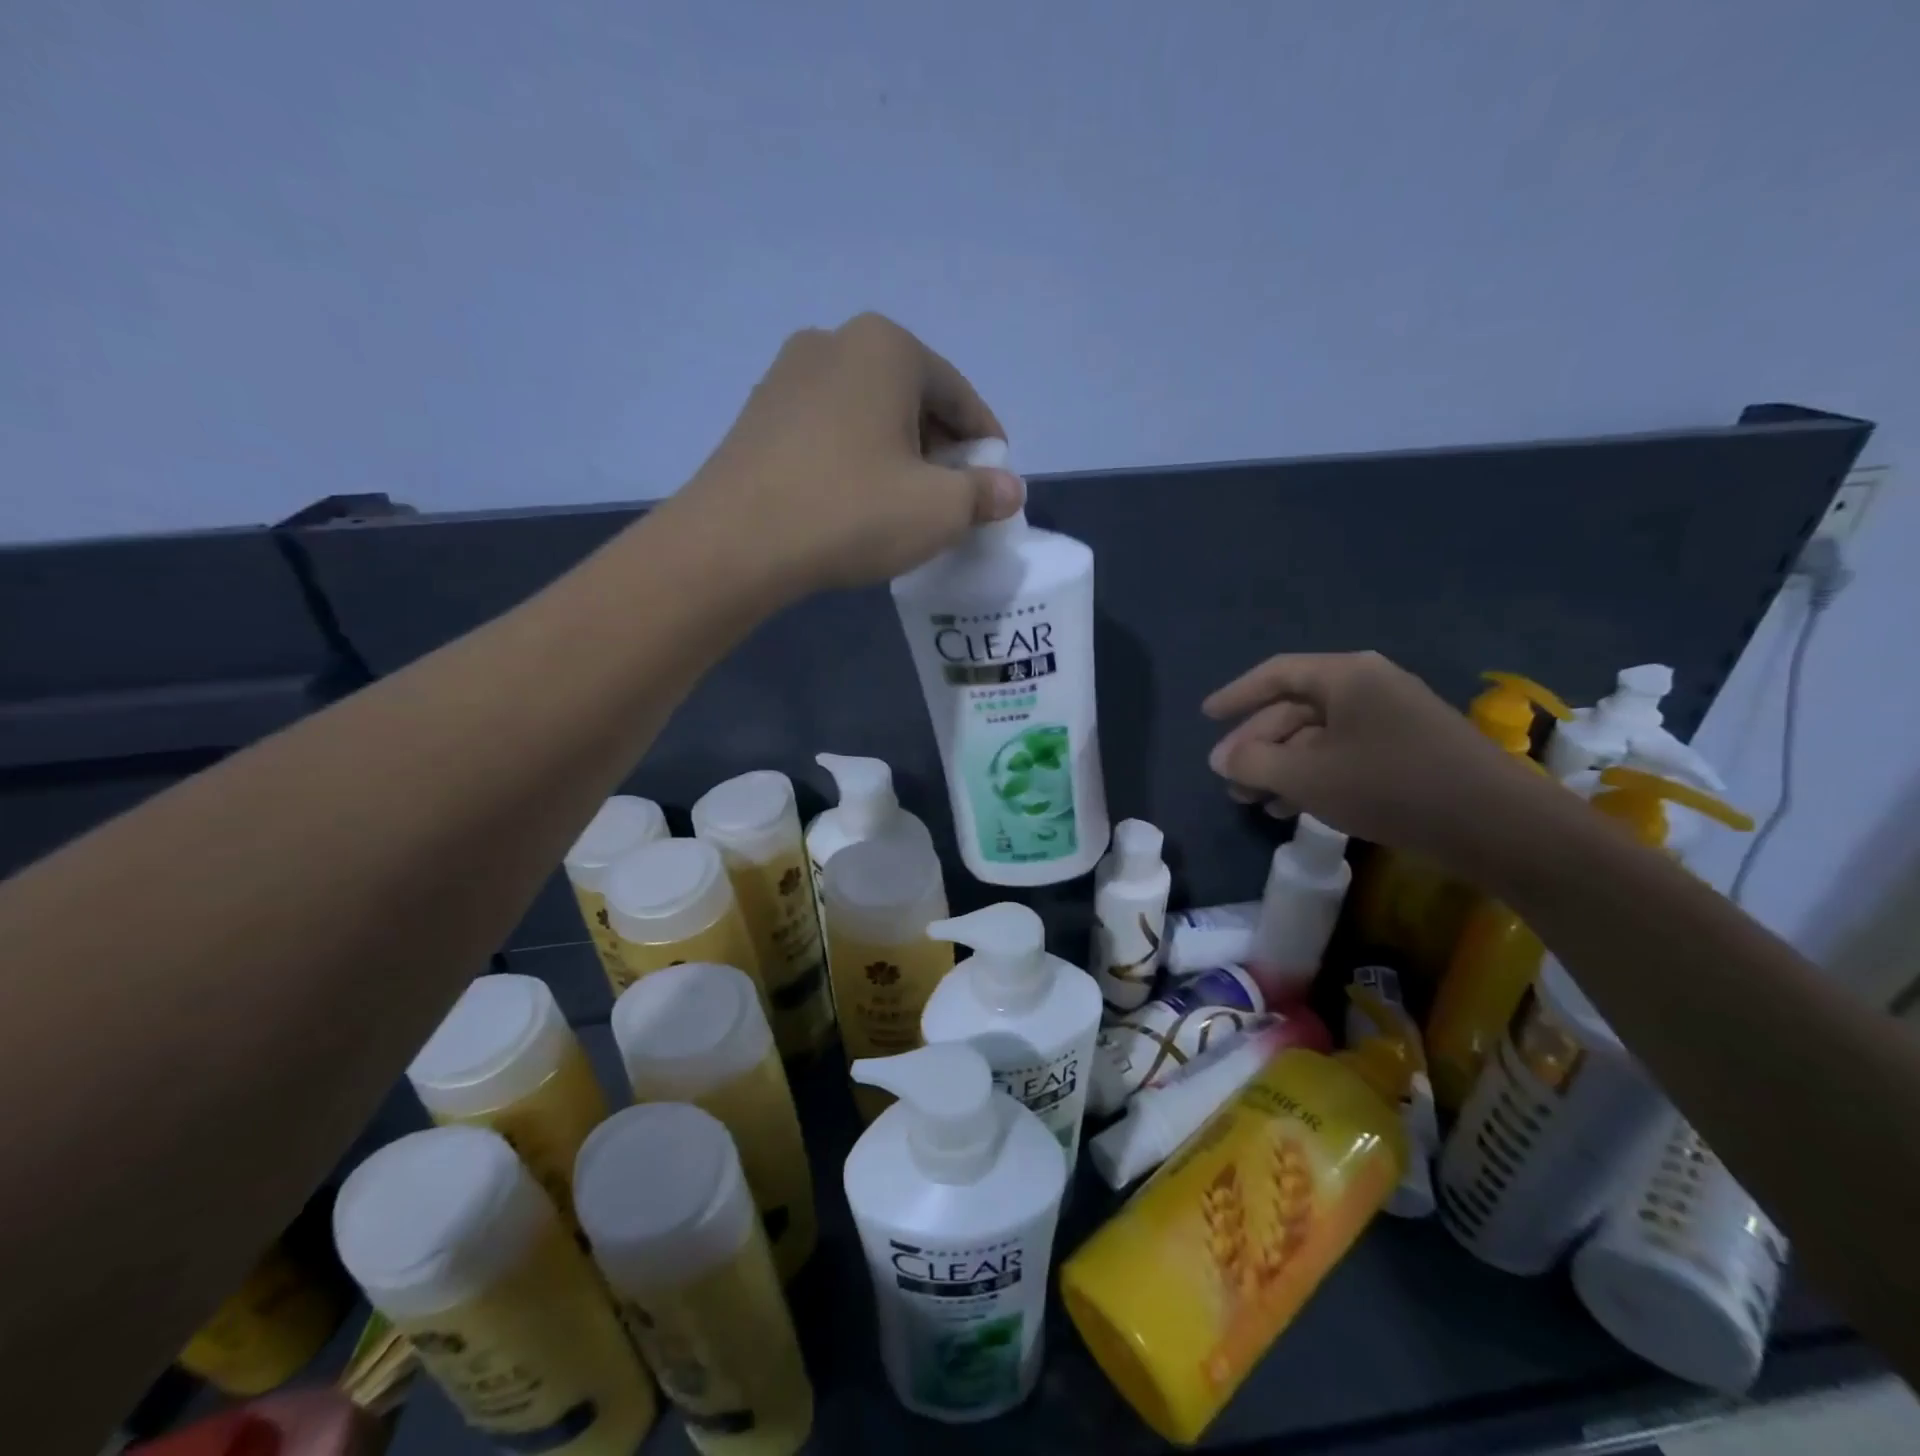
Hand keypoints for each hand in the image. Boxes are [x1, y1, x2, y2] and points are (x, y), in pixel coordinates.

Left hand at [675, 313, 1023, 592]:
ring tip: (904, 505)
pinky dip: (855, 459)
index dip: (985, 441)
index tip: (996, 482)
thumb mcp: (939, 510)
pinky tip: (855, 502)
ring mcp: (787, 375)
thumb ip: (984, 494)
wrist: (735, 543)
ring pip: (867, 414)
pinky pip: (829, 431)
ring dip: (897, 454)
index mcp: (887, 347)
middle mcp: (835, 342)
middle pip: (911, 397)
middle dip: (940, 448)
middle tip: (952, 498)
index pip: (959, 394)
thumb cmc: (851, 512)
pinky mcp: (758, 415)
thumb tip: (1009, 489)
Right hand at [1202, 652, 1548, 870]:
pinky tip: (1292, 807)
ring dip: (1280, 765)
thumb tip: (1221, 759)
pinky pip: (1344, 753)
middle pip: (1294, 708)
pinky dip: (1313, 775)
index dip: (1236, 695)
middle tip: (1228, 778)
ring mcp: (1392, 719)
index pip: (1276, 674)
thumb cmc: (1391, 787)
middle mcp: (1369, 687)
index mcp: (1346, 676)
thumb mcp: (1307, 776)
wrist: (1497, 825)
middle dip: (1256, 744)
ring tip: (1252, 800)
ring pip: (1317, 736)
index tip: (1206, 717)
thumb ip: (1254, 762)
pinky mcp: (1408, 751)